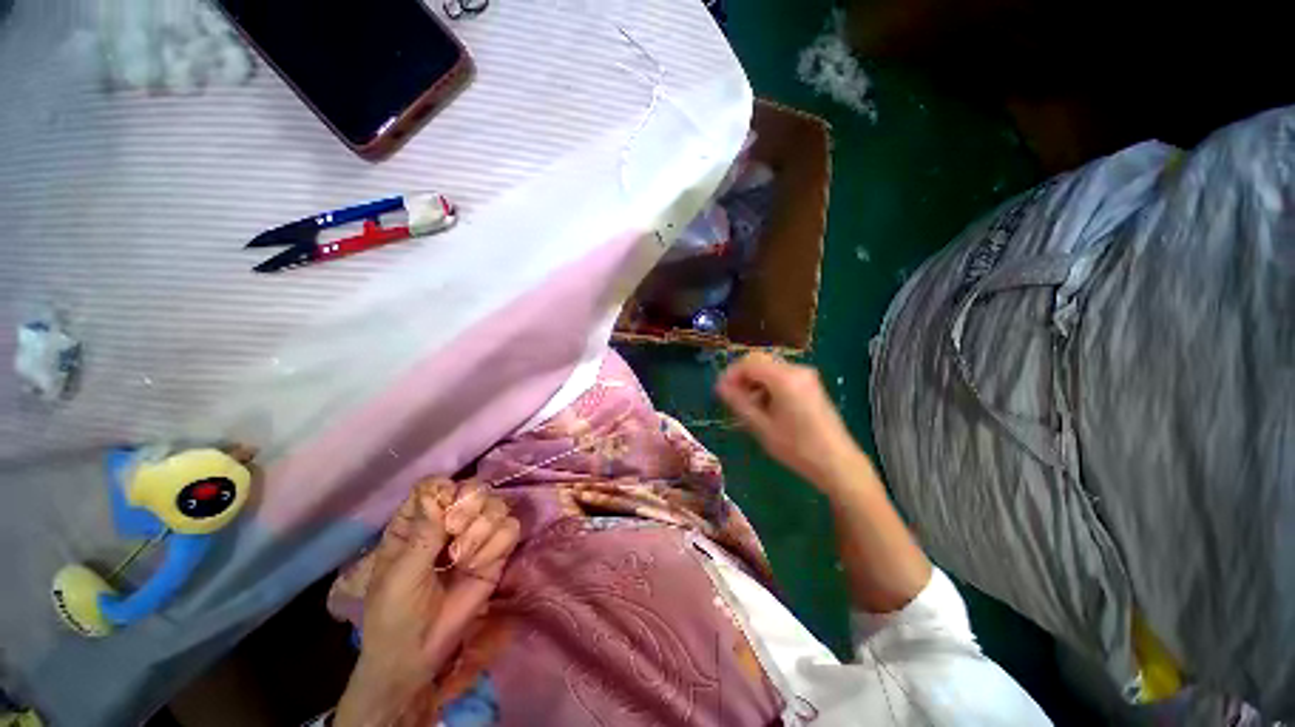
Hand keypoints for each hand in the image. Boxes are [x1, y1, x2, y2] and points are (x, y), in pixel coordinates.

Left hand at [335, 480, 519, 726]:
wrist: (418, 655)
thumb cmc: (394, 614)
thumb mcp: (399, 575)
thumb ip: (422, 534)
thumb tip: (439, 492)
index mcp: (417, 521)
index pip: (438, 484)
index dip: (447, 493)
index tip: (444, 519)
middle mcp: (449, 520)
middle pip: (474, 488)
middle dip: (470, 509)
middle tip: (455, 536)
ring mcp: (476, 534)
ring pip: (497, 505)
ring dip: (483, 532)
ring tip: (464, 560)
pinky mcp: (497, 551)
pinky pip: (511, 529)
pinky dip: (498, 546)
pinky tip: (480, 566)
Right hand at [716, 352, 864, 491]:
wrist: (837, 463)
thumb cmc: (797, 447)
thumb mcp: (761, 426)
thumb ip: (738, 402)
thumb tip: (720, 387)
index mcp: (784, 378)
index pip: (748, 362)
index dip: (730, 374)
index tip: (720, 391)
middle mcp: (796, 370)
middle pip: (760, 361)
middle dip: (742, 377)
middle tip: (731, 398)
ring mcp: (806, 376)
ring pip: (770, 368)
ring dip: (754, 382)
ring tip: (747, 406)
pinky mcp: (810, 385)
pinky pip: (781, 376)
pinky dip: (767, 385)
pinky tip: (764, 407)